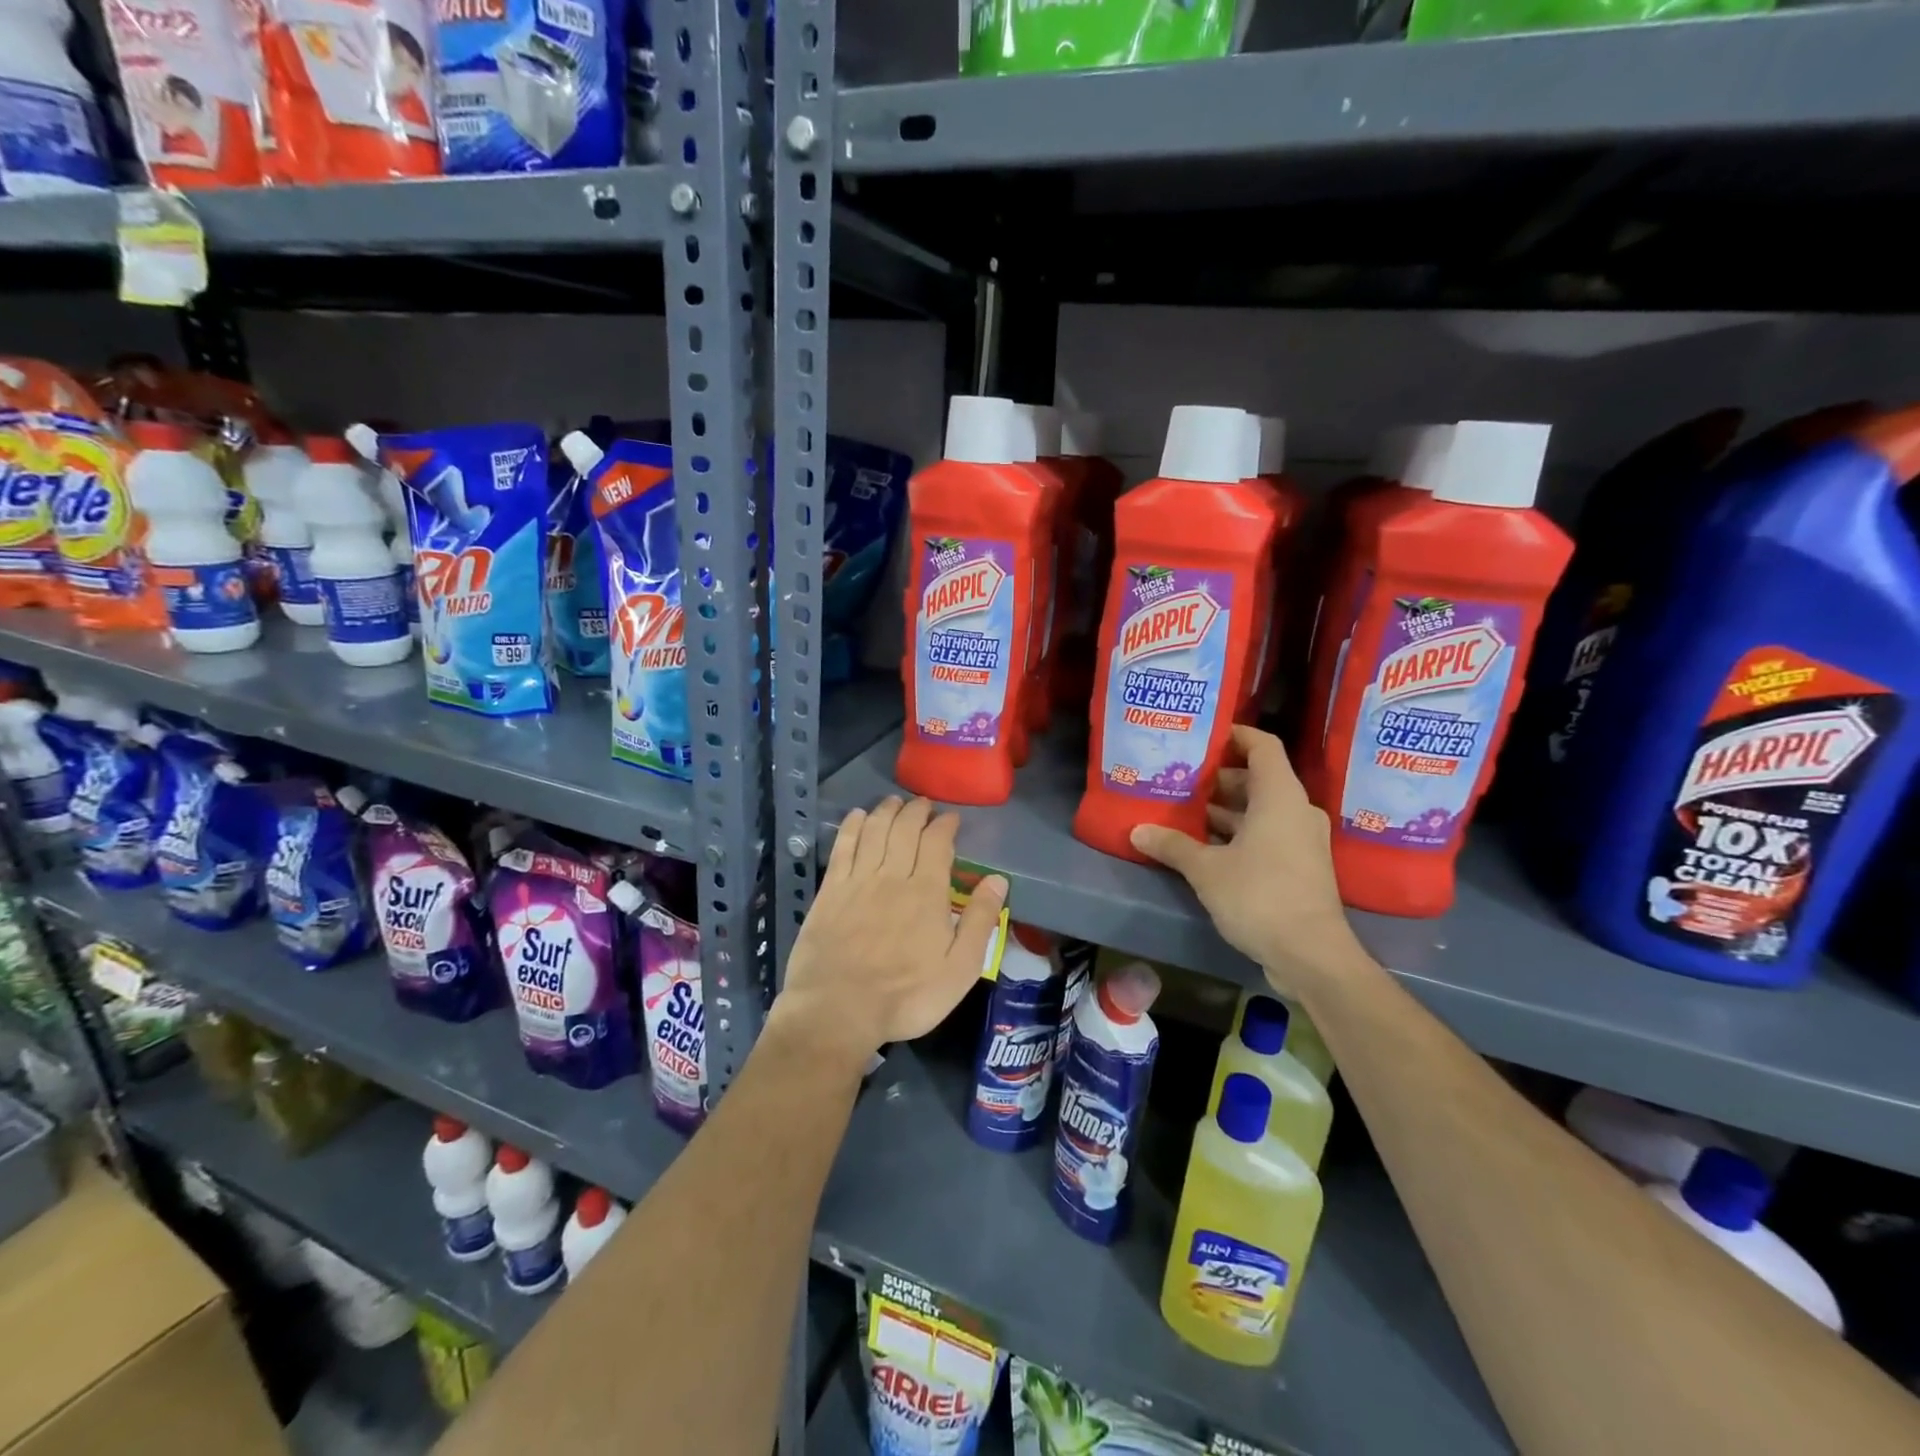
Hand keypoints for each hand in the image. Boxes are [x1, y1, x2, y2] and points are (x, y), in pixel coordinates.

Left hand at [774, 796, 1006, 1071]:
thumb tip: (997, 880)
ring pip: (874, 831)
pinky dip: (851, 826)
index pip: (937, 843)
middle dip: (916, 811)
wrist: (838, 1010)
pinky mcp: (830, 891)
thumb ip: (980, 921)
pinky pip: (843, 847)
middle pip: (905, 830)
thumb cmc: (906, 996)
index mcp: (927, 892)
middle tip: (923, 804)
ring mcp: (858, 881)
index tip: (950, 817)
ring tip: (894, 801)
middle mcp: (892, 876)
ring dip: (886, 811)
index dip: (944, 825)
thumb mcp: (959, 969)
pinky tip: (857, 816)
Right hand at [1130, 725, 1368, 999]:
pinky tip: (1201, 845)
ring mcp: (1301, 840)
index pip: (1262, 746)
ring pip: (1259, 810)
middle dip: (1218, 777)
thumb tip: (1137, 831)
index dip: (1234, 735)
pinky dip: (1236, 833)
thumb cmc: (1259, 896)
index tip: (1203, 735)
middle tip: (1180, 777)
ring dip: (1224, 810)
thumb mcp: (1206, 869)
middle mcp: (1295, 811)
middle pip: (1257, 778)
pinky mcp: (1299, 867)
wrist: (1310, 955)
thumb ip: (1172, 845)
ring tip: (1182, 809)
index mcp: (1280, 796)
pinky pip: (1265, 835)